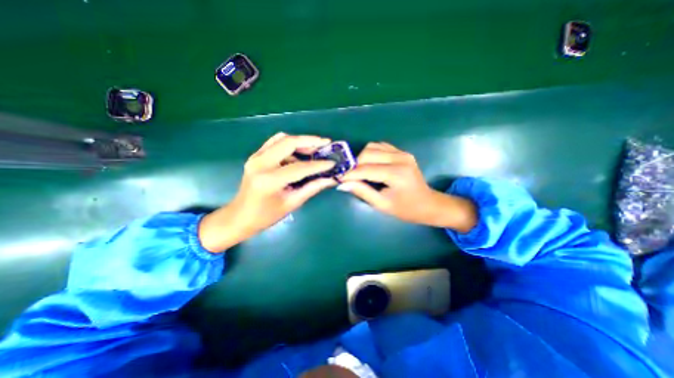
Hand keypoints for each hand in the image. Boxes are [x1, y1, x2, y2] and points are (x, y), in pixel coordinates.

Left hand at [199, 131, 336, 252]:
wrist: (239, 216)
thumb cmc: (266, 216)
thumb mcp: (292, 203)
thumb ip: (312, 188)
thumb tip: (331, 179)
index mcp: (270, 180)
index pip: (300, 167)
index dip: (319, 165)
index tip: (333, 163)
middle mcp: (261, 163)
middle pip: (289, 142)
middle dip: (310, 141)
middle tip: (326, 143)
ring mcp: (256, 157)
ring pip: (282, 139)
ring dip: (300, 141)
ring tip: (315, 149)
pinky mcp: (255, 156)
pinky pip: (275, 142)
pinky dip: (289, 144)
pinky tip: (299, 152)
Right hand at [341, 142, 475, 231]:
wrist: (428, 203)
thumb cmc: (406, 209)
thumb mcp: (382, 205)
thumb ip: (362, 192)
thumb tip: (343, 183)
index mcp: (396, 173)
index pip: (366, 169)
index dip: (350, 174)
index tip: (338, 178)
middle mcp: (400, 158)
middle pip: (368, 153)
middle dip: (355, 165)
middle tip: (348, 176)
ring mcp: (402, 153)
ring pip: (373, 147)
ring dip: (362, 158)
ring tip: (358, 171)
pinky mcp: (402, 152)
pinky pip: (381, 146)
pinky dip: (371, 153)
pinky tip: (370, 164)